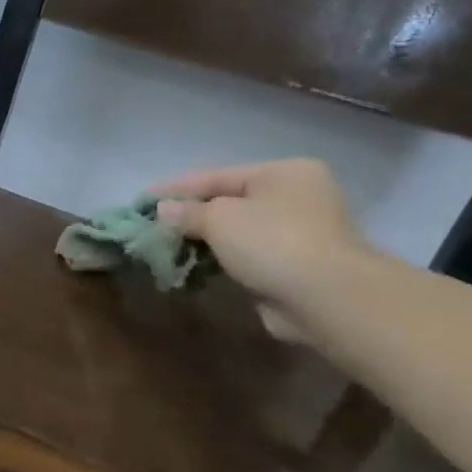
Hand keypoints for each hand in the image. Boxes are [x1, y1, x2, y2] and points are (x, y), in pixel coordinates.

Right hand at [152, 159, 368, 342]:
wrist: (327, 298)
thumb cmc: (272, 241)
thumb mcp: (219, 218)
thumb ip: (187, 212)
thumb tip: (163, 210)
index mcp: (283, 173)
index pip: (218, 175)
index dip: (177, 188)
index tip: (143, 199)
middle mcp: (296, 197)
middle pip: (229, 202)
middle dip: (190, 215)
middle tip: (154, 225)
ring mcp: (299, 233)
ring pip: (237, 232)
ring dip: (204, 241)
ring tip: (167, 248)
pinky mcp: (295, 267)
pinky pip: (247, 257)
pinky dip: (221, 260)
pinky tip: (194, 267)